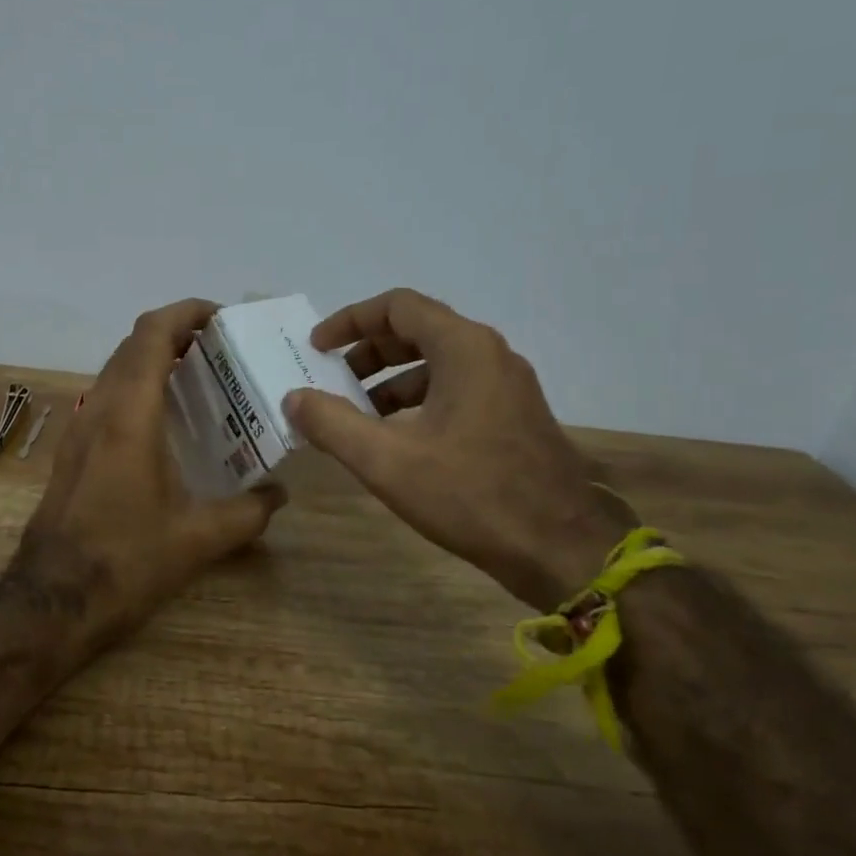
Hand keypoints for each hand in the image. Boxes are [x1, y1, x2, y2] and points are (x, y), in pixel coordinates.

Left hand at [16, 298, 285, 645]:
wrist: (51, 600)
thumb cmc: (125, 561)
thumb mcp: (198, 539)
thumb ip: (248, 513)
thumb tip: (279, 495)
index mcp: (129, 416)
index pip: (152, 335)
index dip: (186, 313)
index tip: (222, 317)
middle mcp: (99, 410)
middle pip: (133, 345)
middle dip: (176, 333)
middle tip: (221, 348)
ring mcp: (79, 429)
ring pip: (116, 369)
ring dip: (154, 359)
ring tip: (200, 378)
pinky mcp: (72, 450)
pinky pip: (107, 397)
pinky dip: (138, 387)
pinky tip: (167, 421)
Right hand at [283, 288, 632, 609]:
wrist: (561, 549)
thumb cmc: (471, 495)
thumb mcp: (387, 461)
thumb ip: (332, 424)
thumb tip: (294, 399)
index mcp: (464, 348)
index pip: (397, 307)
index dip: (350, 321)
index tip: (317, 348)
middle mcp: (490, 355)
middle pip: (418, 330)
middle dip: (368, 352)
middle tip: (333, 381)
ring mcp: (508, 386)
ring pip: (438, 363)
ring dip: (391, 380)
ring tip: (358, 416)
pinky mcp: (515, 417)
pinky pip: (457, 390)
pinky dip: (419, 402)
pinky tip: (399, 440)